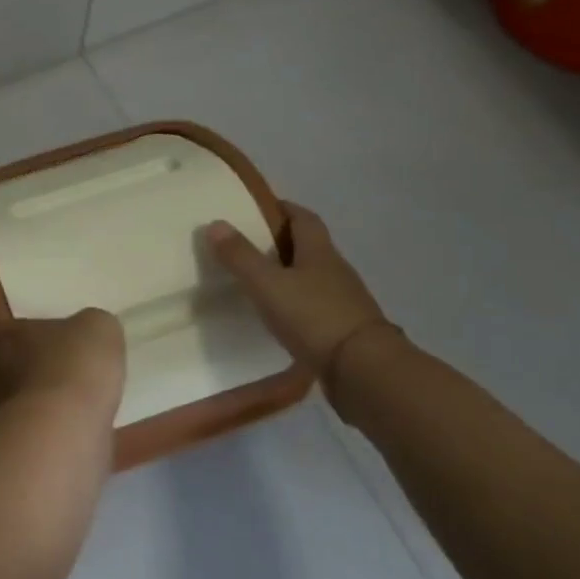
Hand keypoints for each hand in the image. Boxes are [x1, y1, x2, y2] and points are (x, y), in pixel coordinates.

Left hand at [0, 306, 125, 419]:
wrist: (72, 421)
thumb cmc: (78, 360)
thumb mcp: (96, 328)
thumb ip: (87, 328)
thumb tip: (87, 333)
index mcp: (11, 336)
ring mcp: (0, 408)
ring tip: (6, 393)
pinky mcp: (13, 442)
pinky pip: (7, 428)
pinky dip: (15, 425)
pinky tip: (34, 425)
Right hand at [203, 205, 391, 375]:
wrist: (363, 371)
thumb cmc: (313, 317)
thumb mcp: (268, 284)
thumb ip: (240, 256)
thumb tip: (215, 223)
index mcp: (320, 252)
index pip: (304, 218)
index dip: (283, 208)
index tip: (259, 207)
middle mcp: (336, 270)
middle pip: (309, 246)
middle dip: (282, 241)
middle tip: (248, 243)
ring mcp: (344, 300)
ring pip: (313, 276)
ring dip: (289, 273)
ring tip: (258, 280)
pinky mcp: (343, 328)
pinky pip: (315, 305)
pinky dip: (296, 302)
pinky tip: (279, 314)